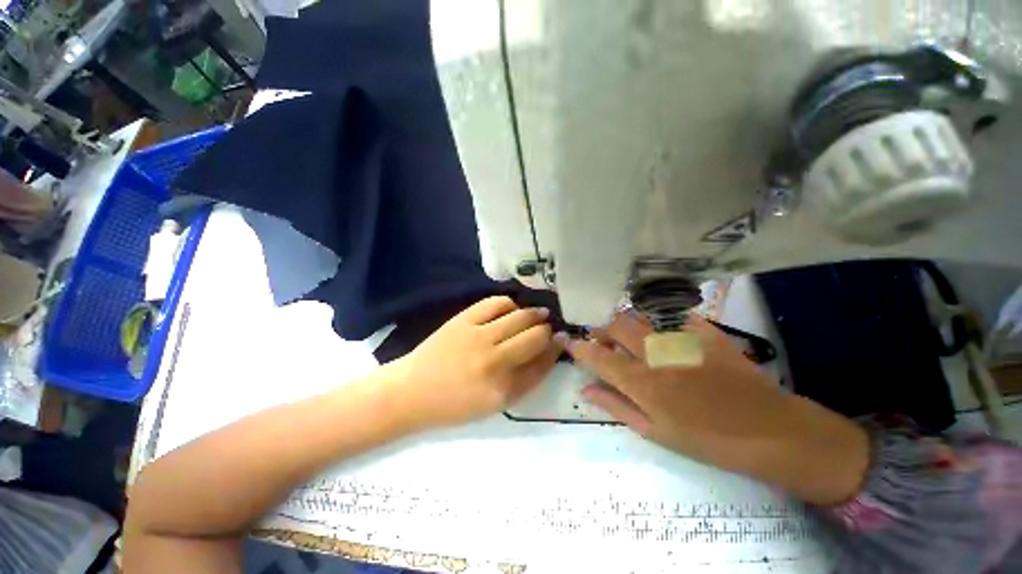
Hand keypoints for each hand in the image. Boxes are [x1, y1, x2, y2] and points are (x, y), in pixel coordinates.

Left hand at [384, 296, 558, 429]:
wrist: (414, 390)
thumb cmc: (456, 403)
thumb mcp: (496, 404)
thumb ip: (525, 379)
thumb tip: (549, 350)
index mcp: (503, 390)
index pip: (543, 363)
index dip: (555, 349)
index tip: (560, 340)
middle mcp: (494, 361)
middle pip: (536, 336)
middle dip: (547, 331)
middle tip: (546, 329)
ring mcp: (478, 336)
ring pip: (520, 316)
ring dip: (534, 315)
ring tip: (537, 316)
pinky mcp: (464, 319)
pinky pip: (497, 303)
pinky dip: (510, 304)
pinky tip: (511, 310)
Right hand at [560, 312, 869, 505]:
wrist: (771, 432)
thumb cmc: (707, 441)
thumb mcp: (655, 433)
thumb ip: (616, 406)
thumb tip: (585, 390)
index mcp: (642, 382)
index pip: (597, 356)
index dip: (578, 347)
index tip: (568, 342)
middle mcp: (656, 354)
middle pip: (616, 326)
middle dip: (600, 328)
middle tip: (601, 339)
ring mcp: (682, 338)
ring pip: (640, 315)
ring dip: (625, 322)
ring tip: (627, 334)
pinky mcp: (704, 330)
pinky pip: (672, 314)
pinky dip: (658, 319)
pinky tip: (661, 330)